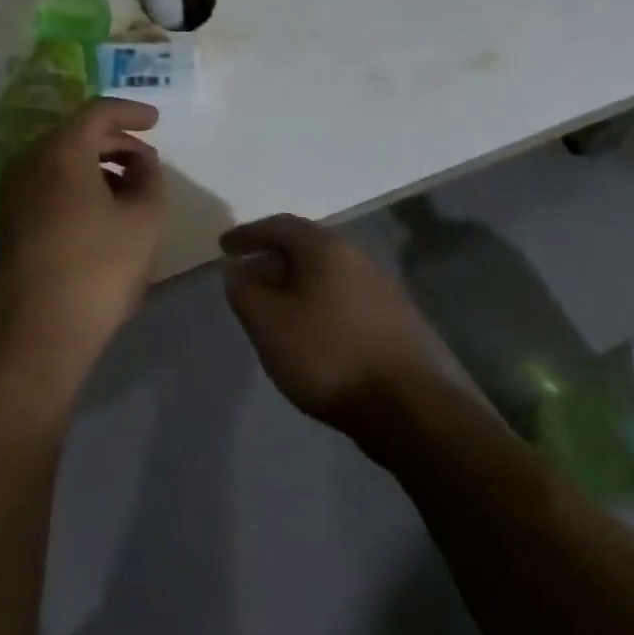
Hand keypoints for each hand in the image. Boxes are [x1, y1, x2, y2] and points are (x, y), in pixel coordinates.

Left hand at [0, 98, 166, 373]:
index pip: (98, 112)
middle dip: (115, 141)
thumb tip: (141, 162)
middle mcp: (29, 161)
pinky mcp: (10, 219)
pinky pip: (47, 183)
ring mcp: (13, 191)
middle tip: (147, 159)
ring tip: (130, 187)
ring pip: (60, 160)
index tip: (156, 121)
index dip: (131, 112)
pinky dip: (77, 183)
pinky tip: (101, 210)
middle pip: (76, 134)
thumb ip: (149, 178)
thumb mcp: (144, 220)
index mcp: (61, 151)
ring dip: (97, 164)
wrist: (40, 331)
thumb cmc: (99, 268)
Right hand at [221, 215, 465, 435]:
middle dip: (271, 260)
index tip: (223, 247)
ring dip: (296, 285)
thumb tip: (236, 271)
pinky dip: (319, 304)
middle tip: (246, 281)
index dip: (248, 234)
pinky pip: (345, 298)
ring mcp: (383, 289)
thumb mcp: (269, 324)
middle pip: (306, 248)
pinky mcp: (397, 321)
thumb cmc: (328, 355)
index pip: (280, 226)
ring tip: (274, 309)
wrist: (410, 408)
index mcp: (326, 249)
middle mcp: (358, 258)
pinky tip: (311, 332)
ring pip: (327, 275)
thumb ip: (245, 292)